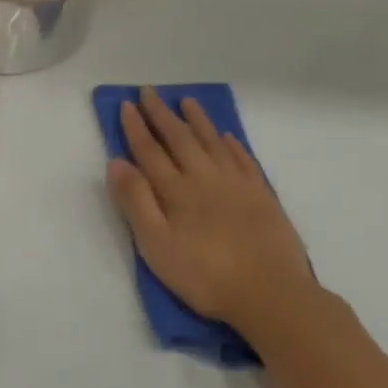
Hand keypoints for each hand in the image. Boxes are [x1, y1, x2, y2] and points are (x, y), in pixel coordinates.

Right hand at [106, 88, 330, 347]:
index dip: (136, 127)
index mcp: (176, 190)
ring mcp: (237, 184)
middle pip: (180, 139)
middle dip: (162, 114)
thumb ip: (136, 202)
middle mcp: (205, 178)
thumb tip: (117, 162)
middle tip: (150, 92)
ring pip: (212, 142)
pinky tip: (226, 137)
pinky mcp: (261, 196)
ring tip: (187, 101)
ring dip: (197, 121)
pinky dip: (232, 145)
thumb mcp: (156, 245)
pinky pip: (243, 160)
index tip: (127, 104)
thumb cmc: (204, 275)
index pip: (150, 150)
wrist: (270, 294)